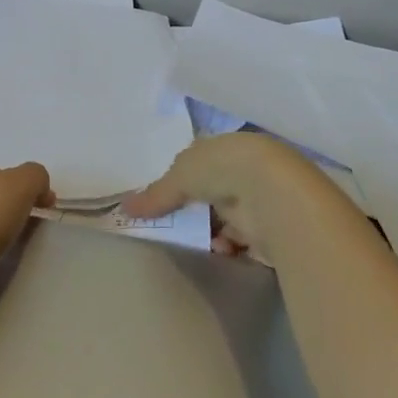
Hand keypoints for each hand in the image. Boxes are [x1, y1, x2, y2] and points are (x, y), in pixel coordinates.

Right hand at [123, 133, 356, 264]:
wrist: (272, 193)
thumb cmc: (222, 169)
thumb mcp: (179, 176)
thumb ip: (155, 194)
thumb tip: (125, 207)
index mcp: (226, 147)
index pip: (202, 161)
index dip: (183, 178)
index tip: (166, 198)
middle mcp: (246, 169)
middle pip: (214, 191)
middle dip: (197, 209)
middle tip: (176, 224)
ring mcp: (261, 198)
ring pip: (229, 217)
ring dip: (213, 230)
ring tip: (199, 241)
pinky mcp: (271, 227)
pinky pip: (244, 240)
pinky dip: (230, 246)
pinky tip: (221, 250)